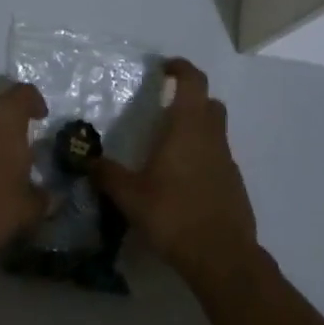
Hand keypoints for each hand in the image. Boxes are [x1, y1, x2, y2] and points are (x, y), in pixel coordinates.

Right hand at [94, 58, 259, 292]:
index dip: (180, 68)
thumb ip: (108, 175)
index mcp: (187, 128)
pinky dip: (203, 157)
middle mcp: (212, 137)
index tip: (164, 68)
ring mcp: (227, 161)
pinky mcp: (234, 184)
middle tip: (166, 108)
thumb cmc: (174, 214)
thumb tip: (88, 162)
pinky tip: (183, 180)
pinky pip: (218, 157)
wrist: (222, 257)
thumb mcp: (130, 196)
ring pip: (215, 131)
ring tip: (169, 148)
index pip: (192, 81)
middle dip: (190, 98)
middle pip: (209, 103)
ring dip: (197, 129)